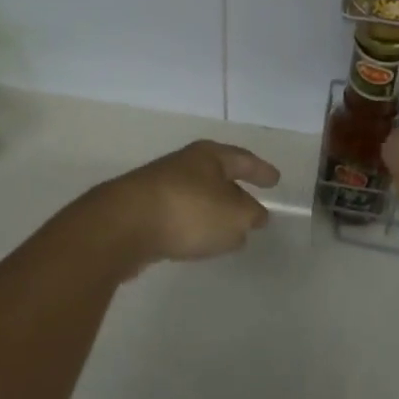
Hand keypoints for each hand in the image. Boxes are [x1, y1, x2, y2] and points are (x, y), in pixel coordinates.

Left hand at [82, 140, 280, 272]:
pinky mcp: (142, 212)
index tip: (276, 180)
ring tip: (229, 232)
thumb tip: (254, 215)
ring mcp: (159, 187)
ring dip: (213, 212)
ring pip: (197, 197)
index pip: (243, 159)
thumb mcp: (234, 216)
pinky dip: (192, 226)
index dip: (261, 170)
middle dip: (235, 192)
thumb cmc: (188, 211)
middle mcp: (184, 165)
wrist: (123, 226)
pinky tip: (196, 242)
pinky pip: (179, 216)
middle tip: (253, 207)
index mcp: (208, 157)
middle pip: (217, 176)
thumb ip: (250, 215)